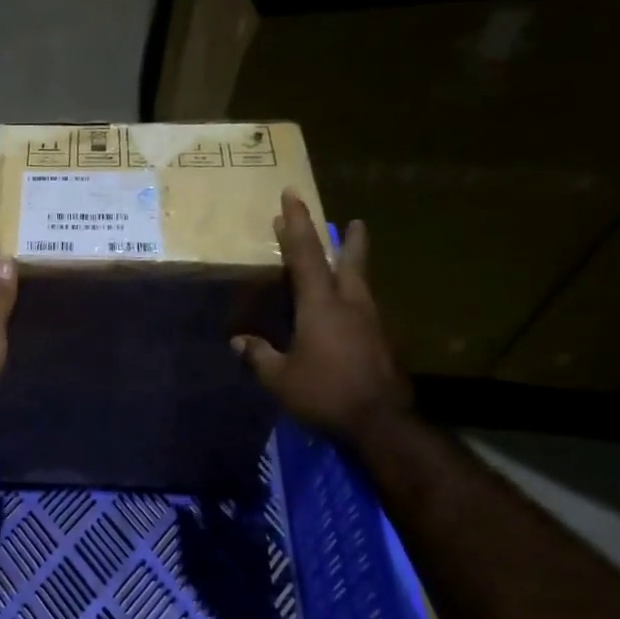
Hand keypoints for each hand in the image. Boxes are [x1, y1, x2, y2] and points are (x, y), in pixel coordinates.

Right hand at [233, 191, 410, 440]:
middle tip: (351, 220)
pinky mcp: (381, 341)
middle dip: (343, 239)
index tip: (291, 197)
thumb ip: (259, 356)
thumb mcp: (280, 378)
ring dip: (353, 265)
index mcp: (321, 305)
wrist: (379, 421)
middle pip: (347, 261)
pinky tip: (348, 309)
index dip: (296, 225)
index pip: (304, 255)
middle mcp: (349, 304)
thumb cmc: (324, 392)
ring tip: (351, 256)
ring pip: (360, 283)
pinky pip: (364, 308)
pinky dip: (353, 297)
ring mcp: (370, 322)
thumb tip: (238, 342)